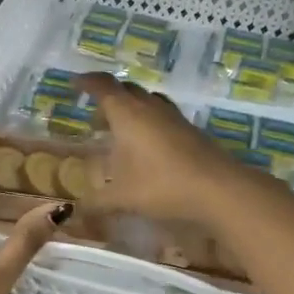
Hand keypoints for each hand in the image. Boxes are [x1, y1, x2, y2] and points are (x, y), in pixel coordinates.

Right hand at [76, 73, 254, 223]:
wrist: (218, 188)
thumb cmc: (161, 185)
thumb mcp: (122, 198)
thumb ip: (96, 203)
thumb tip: (76, 211)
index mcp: (127, 113)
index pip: (103, 86)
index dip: (87, 82)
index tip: (75, 83)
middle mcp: (149, 107)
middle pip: (126, 90)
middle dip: (108, 98)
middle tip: (96, 118)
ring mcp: (173, 117)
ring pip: (147, 101)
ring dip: (131, 109)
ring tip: (121, 132)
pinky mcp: (190, 130)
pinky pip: (163, 116)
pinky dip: (149, 123)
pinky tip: (148, 148)